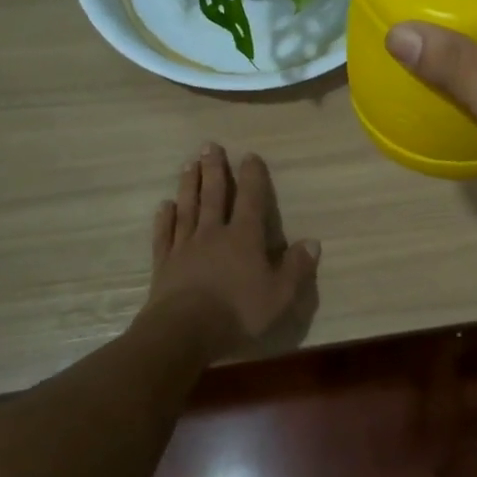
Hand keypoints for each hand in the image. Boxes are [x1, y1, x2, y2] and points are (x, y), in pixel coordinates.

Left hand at [140, 143, 320, 360]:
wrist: (183, 331)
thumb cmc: (237, 312)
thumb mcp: (279, 295)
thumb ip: (296, 267)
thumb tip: (312, 242)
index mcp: (244, 237)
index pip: (250, 199)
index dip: (252, 177)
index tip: (249, 155)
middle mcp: (213, 233)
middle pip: (213, 195)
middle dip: (213, 169)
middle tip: (209, 145)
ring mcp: (185, 246)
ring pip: (188, 208)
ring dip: (188, 185)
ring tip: (188, 164)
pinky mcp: (164, 263)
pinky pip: (165, 235)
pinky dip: (165, 218)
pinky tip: (164, 206)